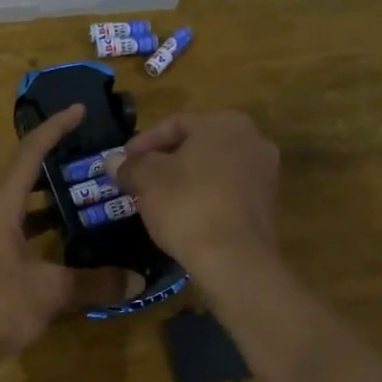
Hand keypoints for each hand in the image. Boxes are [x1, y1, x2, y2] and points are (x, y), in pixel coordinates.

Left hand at [0, 106, 137, 370]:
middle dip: (56, 165)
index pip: (28, 154)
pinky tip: (66, 244)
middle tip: (92, 160)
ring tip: (87, 198)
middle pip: (22, 178)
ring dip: (49, 202)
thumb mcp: (50, 292)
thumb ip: (95, 282)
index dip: (54, 129)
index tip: (79, 110)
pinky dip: (40, 230)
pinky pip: (15, 232)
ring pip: (19, 208)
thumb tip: (138, 280)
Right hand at [112, 111, 280, 288]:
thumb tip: (113, 161)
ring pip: (215, 167)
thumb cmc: (187, 205)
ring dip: (187, 178)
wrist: (234, 258)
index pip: (175, 123)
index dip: (144, 142)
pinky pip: (229, 190)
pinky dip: (207, 195)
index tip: (124, 161)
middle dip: (167, 159)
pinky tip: (187, 214)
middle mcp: (252, 139)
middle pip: (198, 144)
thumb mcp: (147, 181)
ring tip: (160, 197)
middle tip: (140, 178)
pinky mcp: (268, 203)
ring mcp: (266, 172)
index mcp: (224, 123)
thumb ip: (130, 166)